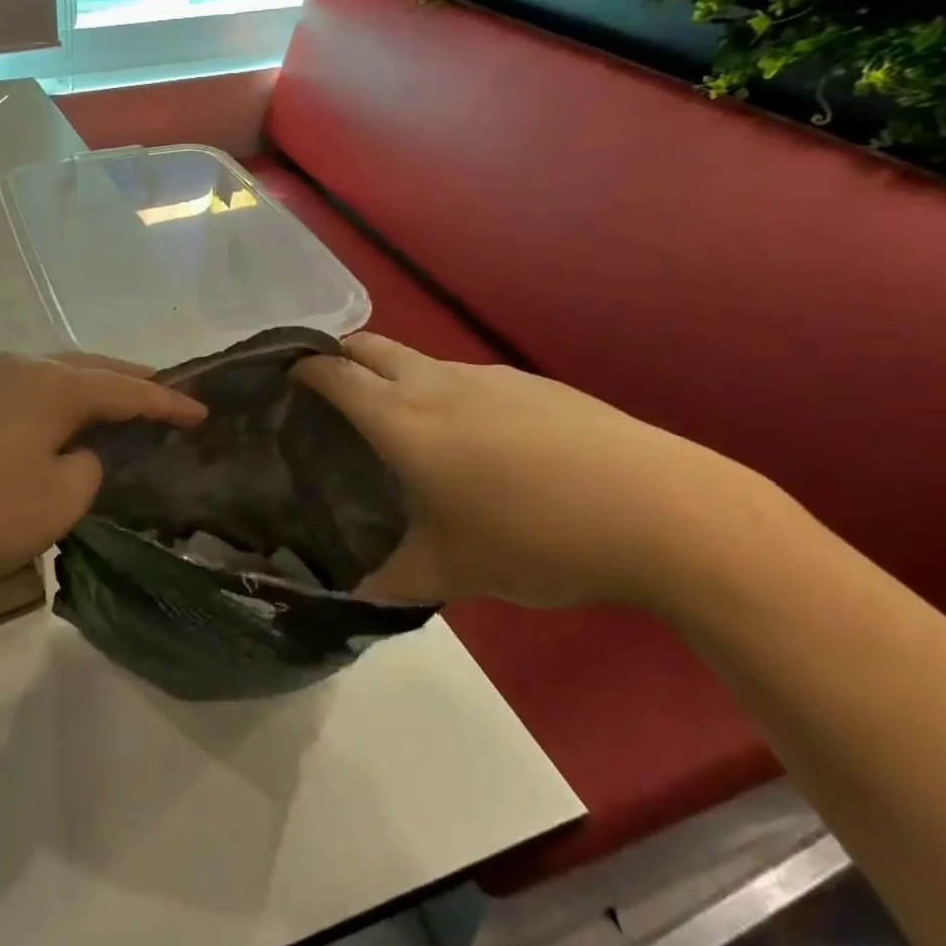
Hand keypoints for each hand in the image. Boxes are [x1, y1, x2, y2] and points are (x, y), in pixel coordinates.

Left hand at [0, 352, 204, 596]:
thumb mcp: (54, 502)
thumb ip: (88, 471)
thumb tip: (79, 453)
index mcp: (53, 383)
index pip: (128, 388)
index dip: (169, 402)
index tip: (204, 412)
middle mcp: (22, 366)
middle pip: (93, 369)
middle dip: (133, 384)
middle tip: (169, 400)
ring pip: (58, 378)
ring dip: (93, 393)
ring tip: (122, 410)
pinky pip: (29, 394)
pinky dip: (59, 406)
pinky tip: (61, 427)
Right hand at [292, 335, 795, 610]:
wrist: (663, 511)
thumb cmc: (536, 537)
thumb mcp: (454, 570)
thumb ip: (393, 579)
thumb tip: (353, 599)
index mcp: (402, 419)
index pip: (333, 374)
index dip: (302, 369)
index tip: (283, 379)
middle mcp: (436, 383)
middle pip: (370, 346)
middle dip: (340, 357)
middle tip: (327, 393)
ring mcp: (488, 377)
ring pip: (420, 363)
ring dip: (395, 378)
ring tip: (401, 426)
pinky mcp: (532, 384)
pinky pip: (467, 379)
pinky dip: (445, 395)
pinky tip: (476, 443)